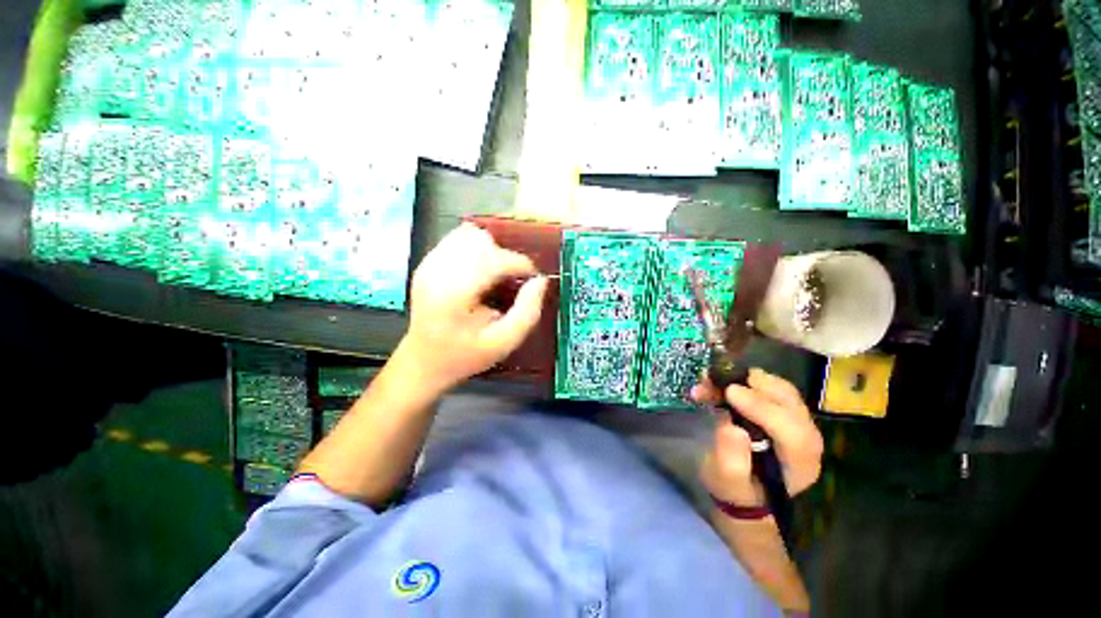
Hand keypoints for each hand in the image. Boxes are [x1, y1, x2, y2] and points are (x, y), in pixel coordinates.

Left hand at [397, 222, 548, 392]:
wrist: (423, 361)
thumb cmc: (465, 356)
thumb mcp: (504, 343)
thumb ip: (527, 312)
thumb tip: (540, 281)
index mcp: (454, 293)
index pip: (495, 260)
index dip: (521, 265)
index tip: (533, 279)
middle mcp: (437, 271)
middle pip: (483, 242)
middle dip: (506, 258)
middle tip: (512, 282)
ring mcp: (429, 263)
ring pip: (471, 235)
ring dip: (492, 251)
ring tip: (496, 276)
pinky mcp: (427, 262)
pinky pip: (458, 238)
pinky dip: (477, 249)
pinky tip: (480, 272)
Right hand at [691, 369, 822, 506]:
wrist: (742, 488)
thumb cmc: (735, 489)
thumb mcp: (726, 482)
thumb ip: (731, 460)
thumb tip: (732, 429)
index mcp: (800, 463)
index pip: (792, 431)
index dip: (761, 407)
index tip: (729, 392)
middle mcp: (807, 438)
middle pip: (789, 401)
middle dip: (750, 385)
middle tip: (714, 378)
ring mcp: (797, 421)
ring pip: (778, 388)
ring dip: (743, 378)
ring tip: (711, 378)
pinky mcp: (783, 409)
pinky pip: (768, 386)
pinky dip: (742, 378)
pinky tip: (719, 380)